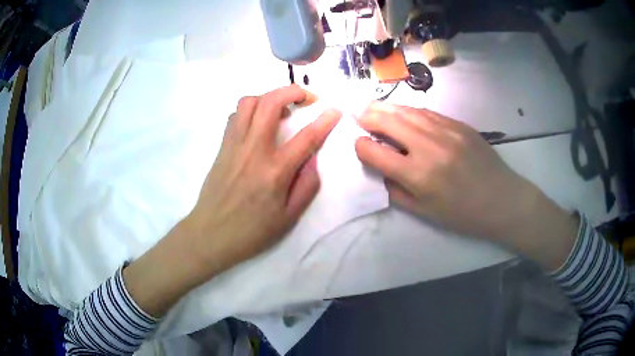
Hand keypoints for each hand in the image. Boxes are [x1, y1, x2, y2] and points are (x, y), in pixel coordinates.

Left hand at [185, 85, 340, 274]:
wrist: (210, 234)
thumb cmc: (251, 231)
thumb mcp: (288, 218)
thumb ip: (306, 186)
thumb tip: (313, 159)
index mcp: (274, 171)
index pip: (306, 138)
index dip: (324, 121)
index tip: (335, 110)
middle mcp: (253, 150)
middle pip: (270, 103)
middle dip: (293, 91)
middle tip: (306, 98)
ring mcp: (234, 145)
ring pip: (249, 102)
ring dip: (269, 97)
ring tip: (281, 109)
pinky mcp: (222, 147)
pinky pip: (236, 116)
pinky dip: (250, 110)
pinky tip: (258, 123)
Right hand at [354, 102, 576, 268]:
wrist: (502, 200)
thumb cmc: (463, 214)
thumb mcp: (425, 212)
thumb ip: (396, 191)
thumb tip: (379, 170)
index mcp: (418, 175)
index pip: (374, 152)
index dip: (360, 147)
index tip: (359, 146)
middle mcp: (429, 146)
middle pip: (387, 120)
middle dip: (366, 117)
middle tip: (357, 116)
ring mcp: (446, 130)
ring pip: (406, 110)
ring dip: (385, 108)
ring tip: (374, 109)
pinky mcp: (458, 124)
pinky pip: (426, 112)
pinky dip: (409, 111)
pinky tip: (404, 114)